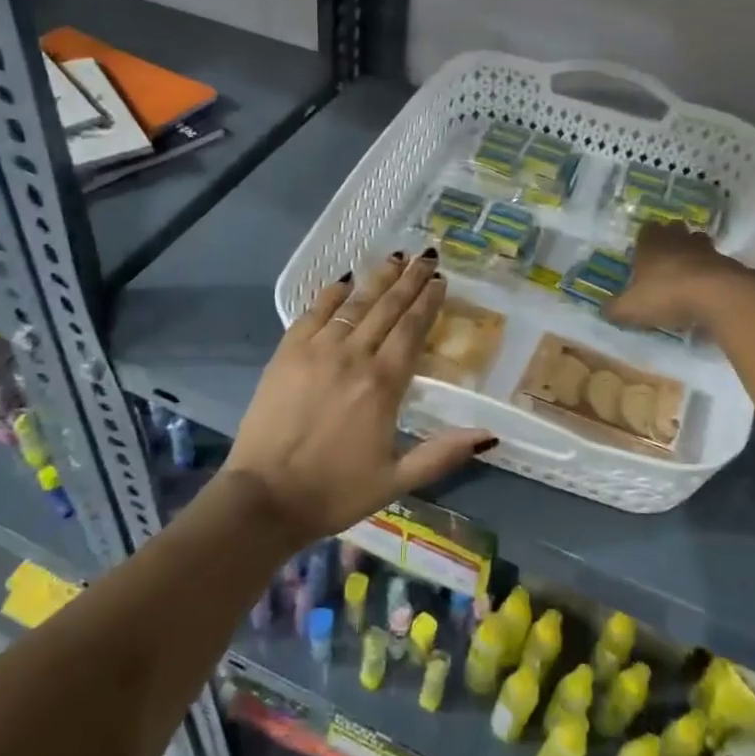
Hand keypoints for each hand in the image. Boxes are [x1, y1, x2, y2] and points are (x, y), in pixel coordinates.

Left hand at [224, 251, 494, 542]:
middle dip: (409, 280)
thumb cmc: (335, 491)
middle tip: (426, 257)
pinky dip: (331, 293)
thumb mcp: (397, 480)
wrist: (265, 498)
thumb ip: (442, 454)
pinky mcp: (286, 353)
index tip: (441, 280)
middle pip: (387, 308)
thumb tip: (489, 436)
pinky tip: (345, 280)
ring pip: (354, 304)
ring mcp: (317, 350)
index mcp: (383, 385)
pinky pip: (313, 312)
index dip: (428, 302)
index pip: (412, 330)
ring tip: (396, 258)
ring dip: (377, 279)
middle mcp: (353, 357)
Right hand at [608, 222, 747, 332]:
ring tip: (686, 276)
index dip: (644, 240)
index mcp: (651, 243)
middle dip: (670, 242)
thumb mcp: (631, 308)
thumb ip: (615, 309)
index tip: (641, 254)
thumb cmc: (666, 295)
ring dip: (692, 255)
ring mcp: (706, 249)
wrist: (718, 296)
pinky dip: (710, 274)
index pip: (646, 229)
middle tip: (664, 261)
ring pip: (697, 243)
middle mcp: (678, 239)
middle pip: (674, 230)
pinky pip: (716, 264)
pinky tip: (706, 292)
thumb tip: (604, 310)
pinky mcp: (728, 263)